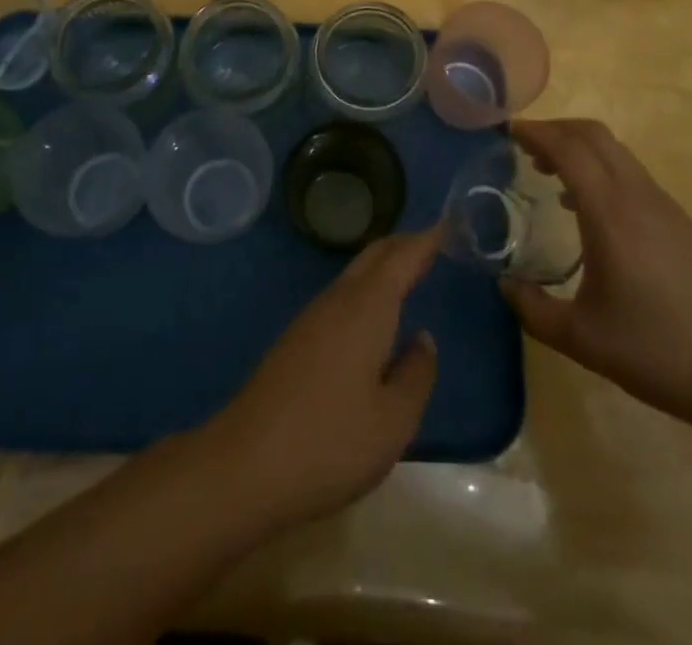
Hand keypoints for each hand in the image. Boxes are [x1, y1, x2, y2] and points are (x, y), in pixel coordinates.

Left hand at [203, 228, 440, 529]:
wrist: (243, 466)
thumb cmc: (329, 442)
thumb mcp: (393, 421)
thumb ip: (416, 375)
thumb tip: (423, 339)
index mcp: (366, 308)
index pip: (401, 258)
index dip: (426, 240)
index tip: (447, 225)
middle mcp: (338, 300)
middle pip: (374, 256)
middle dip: (403, 244)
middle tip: (433, 243)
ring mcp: (312, 318)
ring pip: (354, 274)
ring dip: (382, 266)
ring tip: (408, 272)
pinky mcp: (296, 340)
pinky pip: (341, 296)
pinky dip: (366, 289)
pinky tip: (372, 315)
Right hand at [502, 118, 691, 441]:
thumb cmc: (659, 352)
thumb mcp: (583, 340)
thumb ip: (534, 309)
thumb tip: (504, 285)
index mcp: (610, 213)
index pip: (568, 148)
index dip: (535, 132)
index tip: (504, 131)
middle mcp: (637, 195)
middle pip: (593, 135)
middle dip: (555, 129)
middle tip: (522, 147)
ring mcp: (663, 205)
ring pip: (615, 151)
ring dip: (579, 148)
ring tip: (547, 173)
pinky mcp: (678, 221)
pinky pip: (630, 173)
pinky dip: (599, 169)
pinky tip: (586, 209)